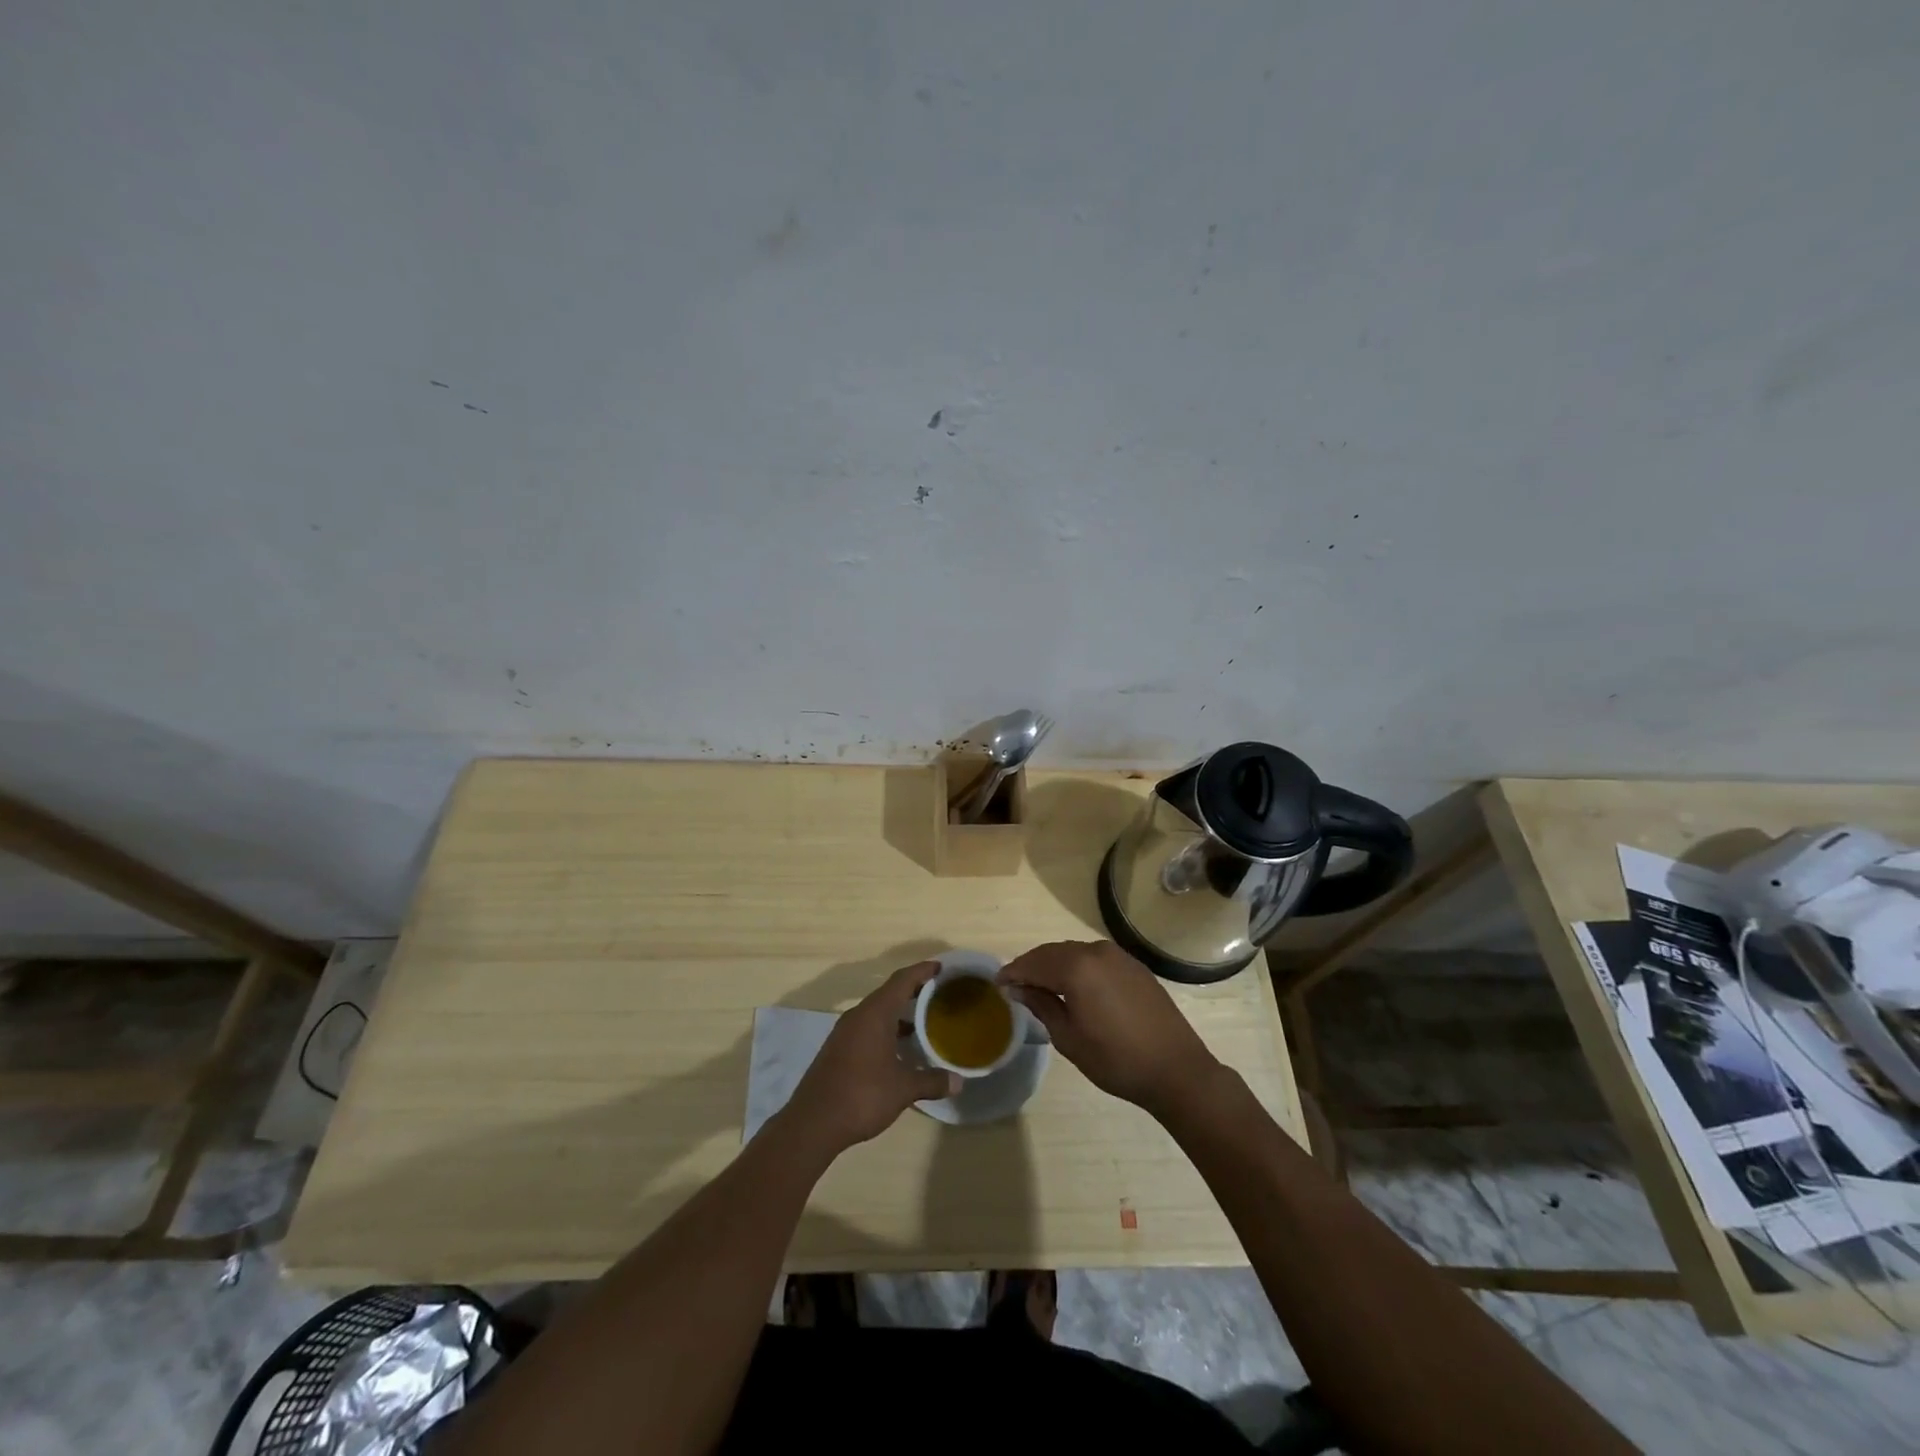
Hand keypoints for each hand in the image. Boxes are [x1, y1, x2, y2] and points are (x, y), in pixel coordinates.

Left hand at [782, 961, 959, 1155]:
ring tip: (924, 1022)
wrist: (813, 1123)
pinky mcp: (838, 1048)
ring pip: (877, 1012)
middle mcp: (858, 1015)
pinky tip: (899, 1048)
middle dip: (914, 991)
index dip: (922, 971)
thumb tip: (959, 1081)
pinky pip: (867, 1027)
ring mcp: (845, 1032)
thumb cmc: (862, 1095)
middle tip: (939, 994)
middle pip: (889, 993)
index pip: (902, 980)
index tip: (941, 967)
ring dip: (899, 1013)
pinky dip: (886, 1029)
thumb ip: (932, 1081)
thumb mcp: (903, 1089)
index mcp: (875, 1013)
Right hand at [999, 940, 1221, 1114]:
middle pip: (1053, 952)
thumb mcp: (1068, 1037)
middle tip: (1015, 984)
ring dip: (1054, 965)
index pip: (1034, 963)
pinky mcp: (1133, 966)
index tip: (998, 983)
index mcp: (1077, 968)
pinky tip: (1073, 985)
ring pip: (1074, 953)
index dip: (1014, 972)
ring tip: (1040, 985)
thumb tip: (1018, 987)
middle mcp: (1096, 951)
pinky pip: (1094, 958)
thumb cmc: (1116, 1060)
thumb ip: (1041, 1005)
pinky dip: (1077, 967)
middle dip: (1032, 965)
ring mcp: (1118, 956)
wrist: (1176, 1069)